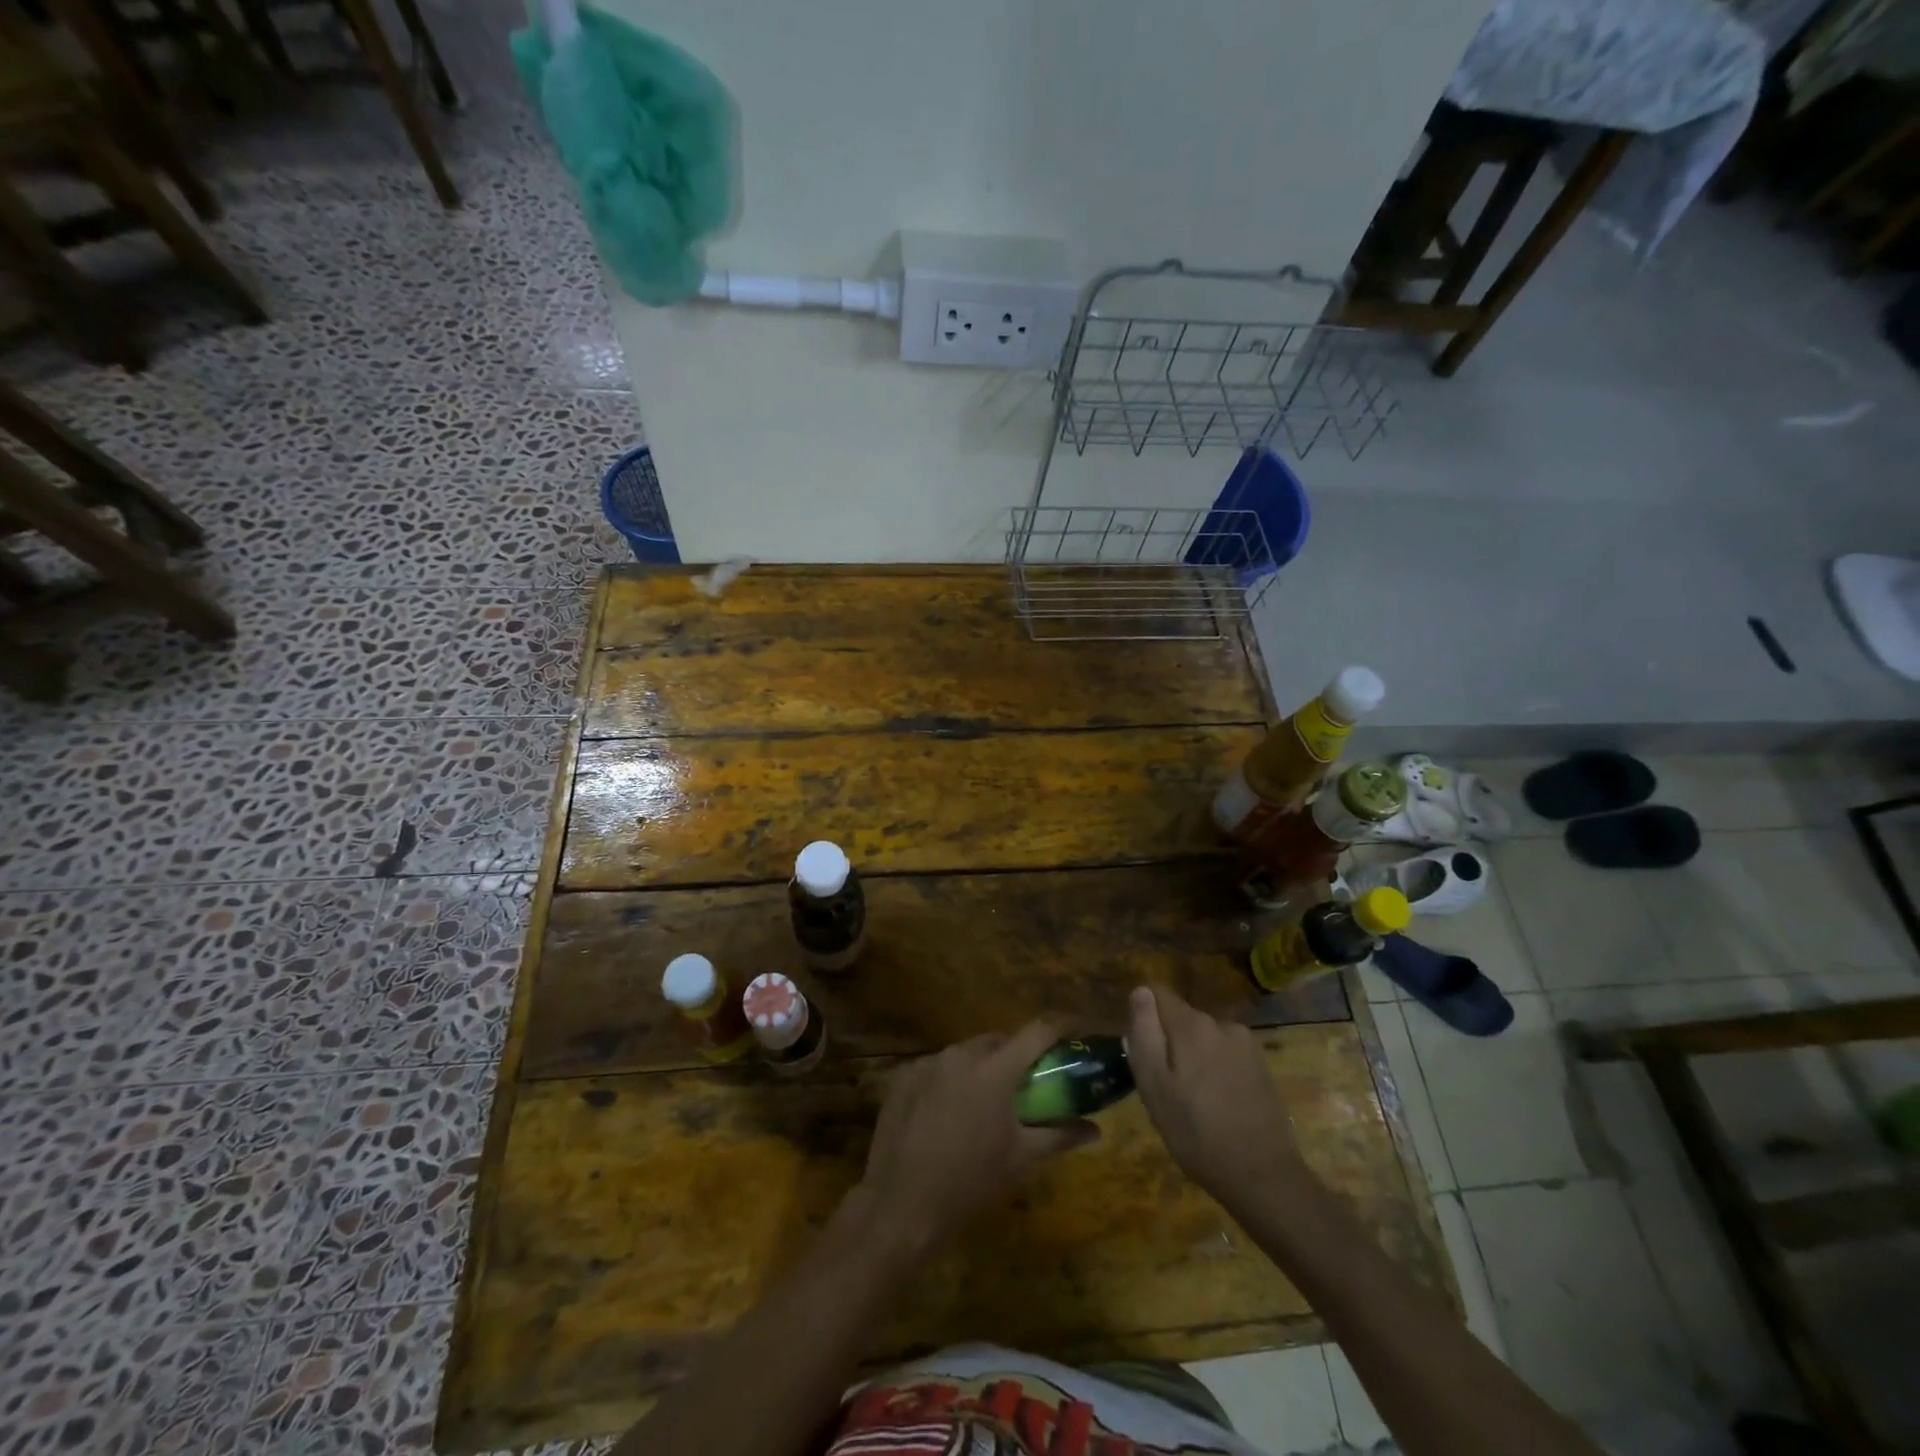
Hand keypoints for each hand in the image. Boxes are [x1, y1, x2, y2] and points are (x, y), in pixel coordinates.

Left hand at [854, 1022, 1098, 1259]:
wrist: (903, 1204)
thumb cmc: (971, 1181)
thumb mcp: (1021, 1159)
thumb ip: (1060, 1136)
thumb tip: (1094, 1129)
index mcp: (995, 1070)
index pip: (1037, 1031)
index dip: (1061, 1026)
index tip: (1075, 1029)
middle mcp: (961, 1054)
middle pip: (998, 1041)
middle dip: (1016, 1054)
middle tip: (1026, 1081)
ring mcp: (928, 1062)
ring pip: (965, 1053)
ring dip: (981, 1067)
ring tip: (985, 1101)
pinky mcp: (903, 1076)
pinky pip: (937, 1066)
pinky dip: (950, 1079)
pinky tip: (947, 1112)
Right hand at [1127, 984, 1313, 1209]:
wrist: (1263, 1176)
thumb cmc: (1196, 1133)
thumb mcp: (1154, 1086)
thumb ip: (1144, 1033)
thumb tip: (1141, 991)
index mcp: (1191, 1025)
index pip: (1158, 993)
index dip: (1144, 1016)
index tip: (1142, 1050)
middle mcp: (1220, 1023)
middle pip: (1181, 1017)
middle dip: (1168, 1041)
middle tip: (1165, 1086)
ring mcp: (1245, 1044)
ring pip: (1203, 1037)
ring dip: (1192, 1056)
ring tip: (1192, 1099)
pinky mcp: (1261, 1065)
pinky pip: (1224, 1053)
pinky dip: (1214, 1068)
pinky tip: (1217, 1103)